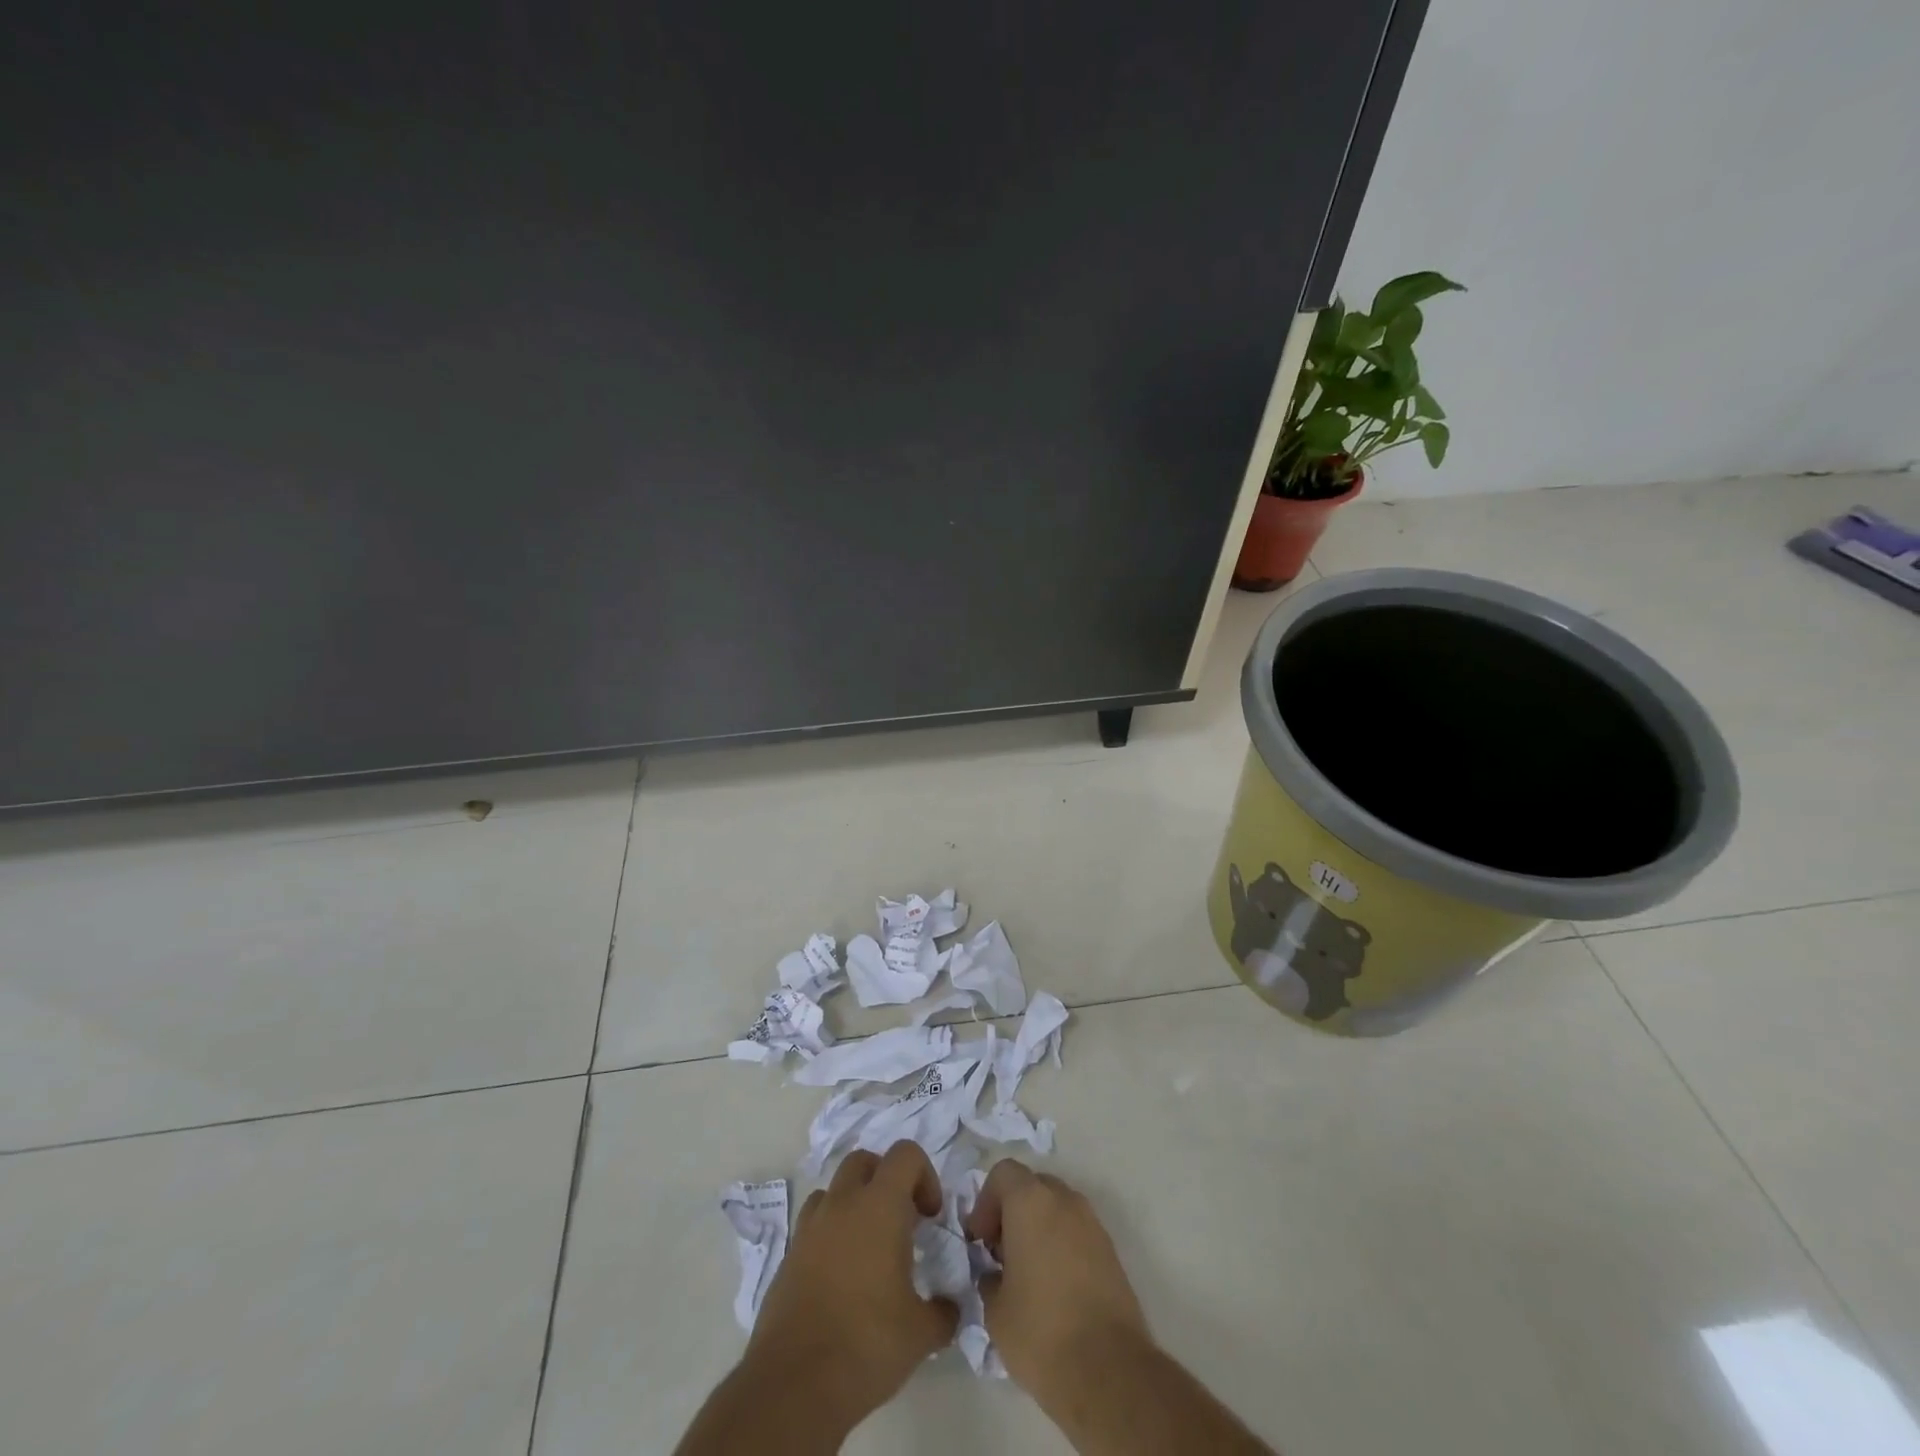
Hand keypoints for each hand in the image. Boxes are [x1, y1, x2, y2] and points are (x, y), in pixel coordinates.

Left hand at [743, 1141, 958, 1432]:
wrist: (794, 1383)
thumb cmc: (866, 1344)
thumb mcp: (921, 1333)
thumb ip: (944, 1311)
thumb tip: (950, 1308)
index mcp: (880, 1205)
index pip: (905, 1154)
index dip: (925, 1176)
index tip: (930, 1217)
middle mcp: (843, 1203)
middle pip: (865, 1161)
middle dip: (886, 1180)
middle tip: (901, 1223)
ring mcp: (810, 1227)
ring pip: (835, 1190)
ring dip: (855, 1204)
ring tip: (868, 1249)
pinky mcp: (789, 1255)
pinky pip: (814, 1225)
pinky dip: (831, 1234)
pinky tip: (841, 1277)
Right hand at [963, 1159, 1150, 1399]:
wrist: (1109, 1371)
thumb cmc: (1041, 1332)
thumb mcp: (995, 1311)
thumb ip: (990, 1278)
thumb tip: (996, 1274)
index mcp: (1031, 1202)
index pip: (1003, 1173)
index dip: (985, 1202)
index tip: (980, 1241)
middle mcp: (1064, 1200)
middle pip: (1032, 1186)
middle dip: (1012, 1212)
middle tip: (1000, 1254)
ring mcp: (1092, 1224)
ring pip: (1057, 1209)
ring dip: (1038, 1228)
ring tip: (1027, 1273)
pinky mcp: (1111, 1251)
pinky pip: (1077, 1232)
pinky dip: (1061, 1245)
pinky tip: (1054, 1288)